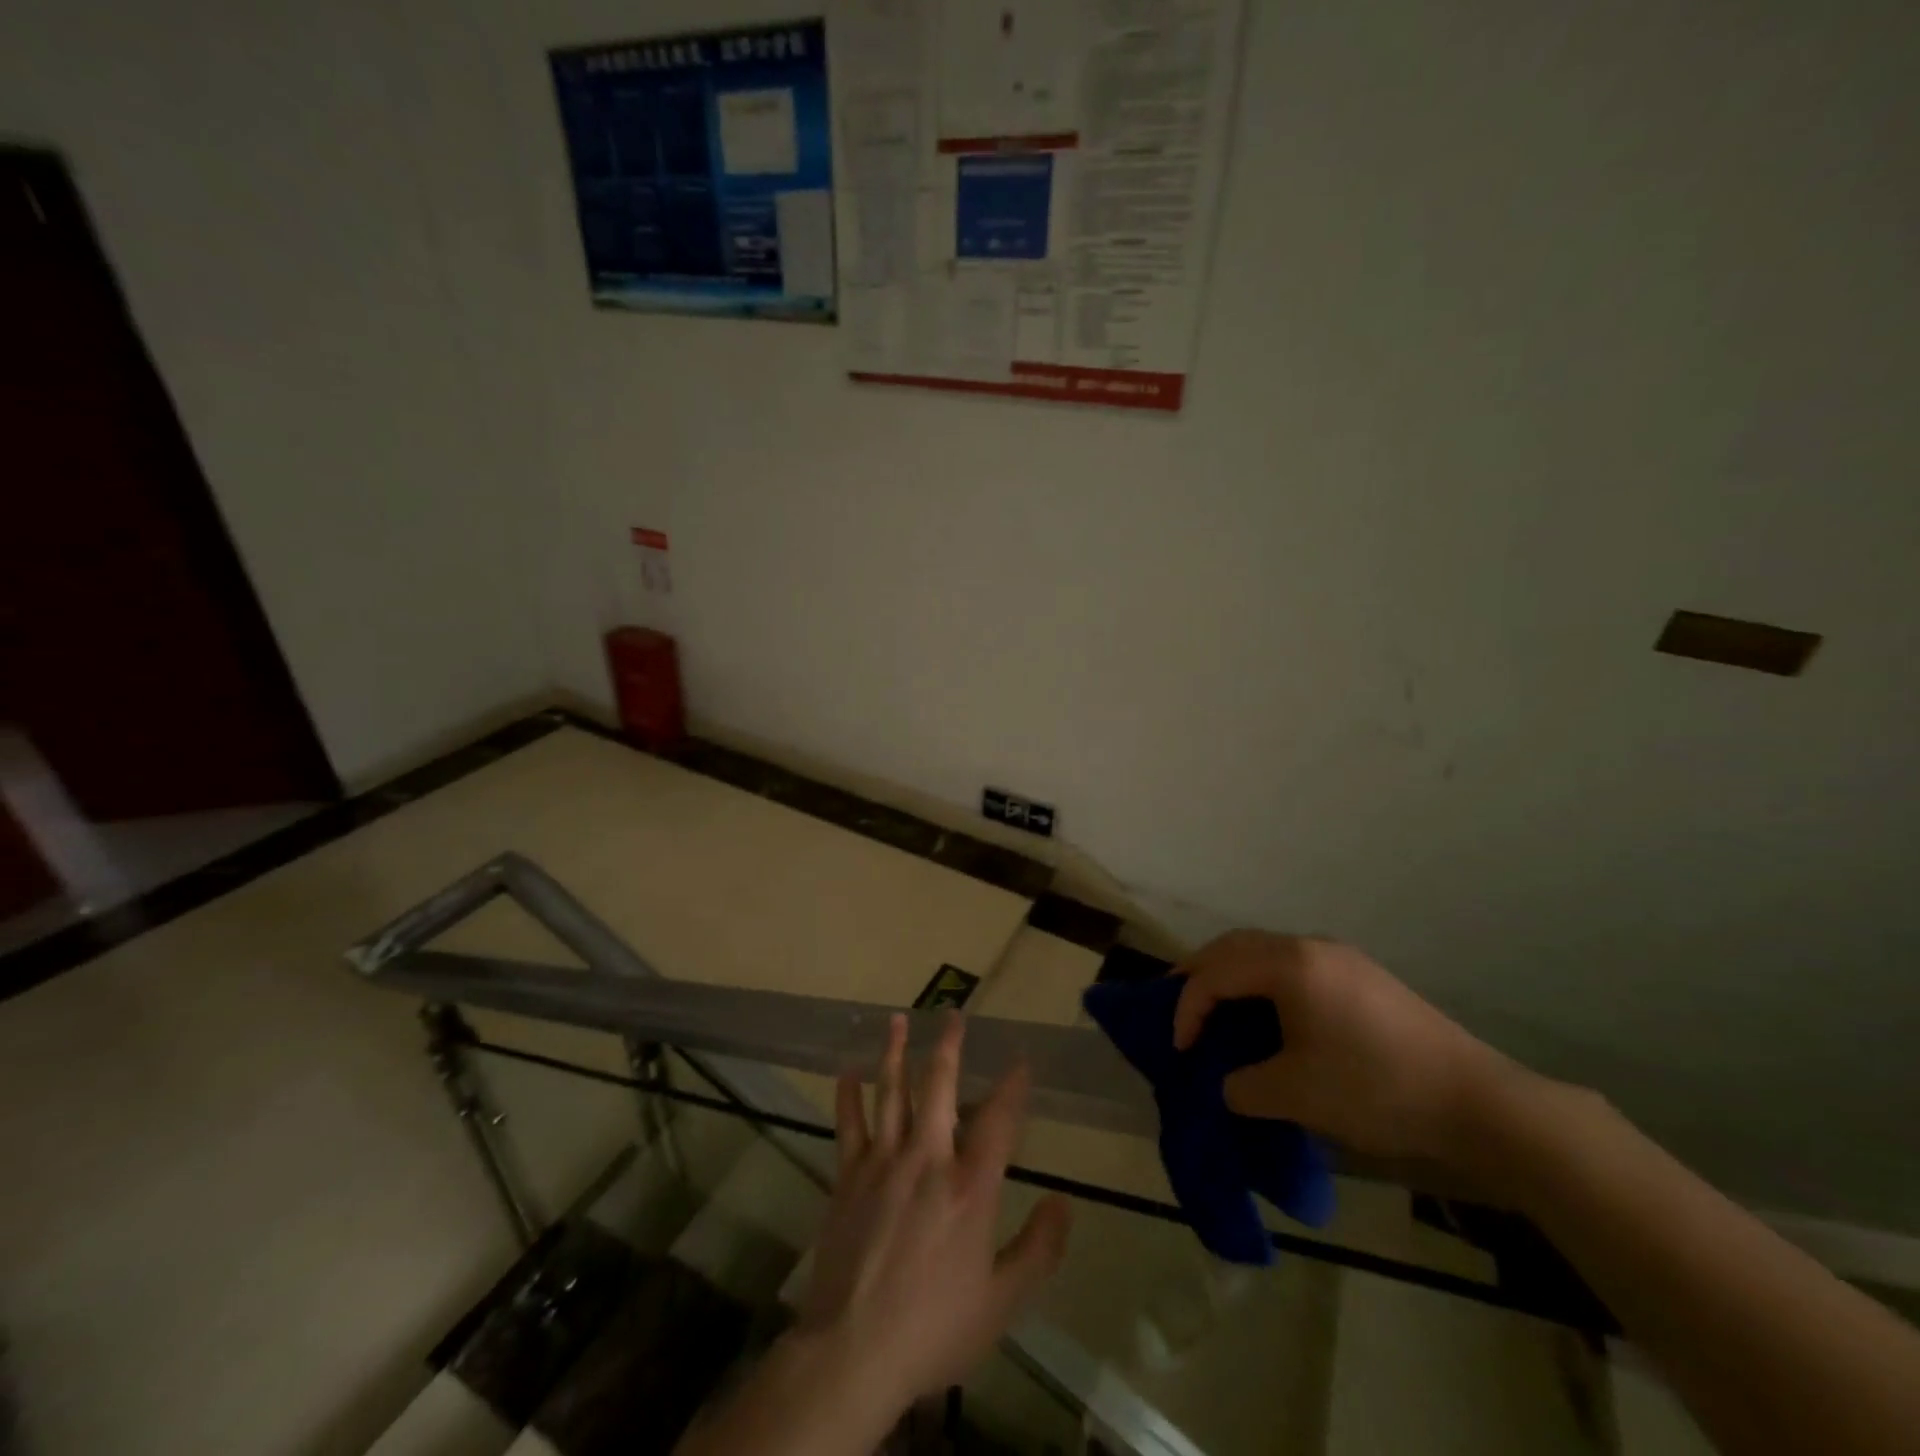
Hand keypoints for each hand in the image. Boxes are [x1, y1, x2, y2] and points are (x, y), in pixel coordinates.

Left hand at [796, 1012, 1072, 1410]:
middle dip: (949, 1046)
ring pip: (890, 1092)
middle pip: (939, 1086)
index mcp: (969, 1187)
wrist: (853, 1352)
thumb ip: (1038, 1250)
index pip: (998, 1121)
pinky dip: (848, 1095)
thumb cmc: (934, 1328)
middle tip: (952, 1013)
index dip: (1013, 1086)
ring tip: (897, 1018)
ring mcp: (883, 1162)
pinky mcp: (848, 1176)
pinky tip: (847, 1070)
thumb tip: (1064, 1202)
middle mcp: (927, 1159)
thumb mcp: (1001, 1302)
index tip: (1021, 1059)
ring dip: (895, 1052)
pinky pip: (848, 1125)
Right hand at [1171, 930, 1518, 1167]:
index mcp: (1289, 965)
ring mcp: (1340, 957)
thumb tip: (1228, 1083)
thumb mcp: (1295, 1095)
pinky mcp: (1362, 976)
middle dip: (1199, 973)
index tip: (1179, 1049)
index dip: (1187, 1008)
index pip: (1216, 975)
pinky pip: (1292, 965)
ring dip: (1232, 974)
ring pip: (1264, 951)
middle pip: (1234, 946)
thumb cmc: (1375, 1090)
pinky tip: (1266, 1014)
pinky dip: (1262, 981)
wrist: (1478, 1103)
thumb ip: (1242, 1085)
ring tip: (1214, 1007)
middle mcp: (1310, 947)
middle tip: (1175, 1004)